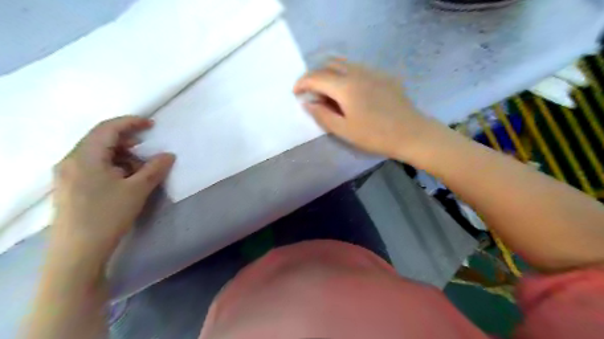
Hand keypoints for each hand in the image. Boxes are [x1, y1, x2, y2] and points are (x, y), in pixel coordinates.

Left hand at [51, 118, 174, 262]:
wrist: (78, 253)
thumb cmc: (107, 216)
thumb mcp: (137, 190)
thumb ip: (155, 169)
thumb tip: (169, 155)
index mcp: (84, 156)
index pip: (107, 128)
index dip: (131, 122)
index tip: (151, 124)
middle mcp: (71, 161)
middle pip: (100, 140)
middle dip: (127, 141)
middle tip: (148, 149)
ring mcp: (67, 175)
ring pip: (98, 154)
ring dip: (122, 156)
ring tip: (140, 169)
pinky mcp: (70, 188)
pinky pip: (93, 167)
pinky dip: (113, 166)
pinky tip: (125, 180)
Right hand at [295, 60, 430, 160]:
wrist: (411, 133)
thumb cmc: (375, 135)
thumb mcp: (344, 130)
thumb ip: (322, 115)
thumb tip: (307, 102)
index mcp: (345, 86)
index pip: (316, 77)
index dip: (302, 83)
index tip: (295, 92)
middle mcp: (357, 72)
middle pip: (329, 65)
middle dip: (315, 76)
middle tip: (312, 93)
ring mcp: (372, 71)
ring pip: (344, 64)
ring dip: (330, 73)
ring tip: (328, 92)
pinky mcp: (383, 76)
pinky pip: (358, 69)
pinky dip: (345, 75)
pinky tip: (350, 92)